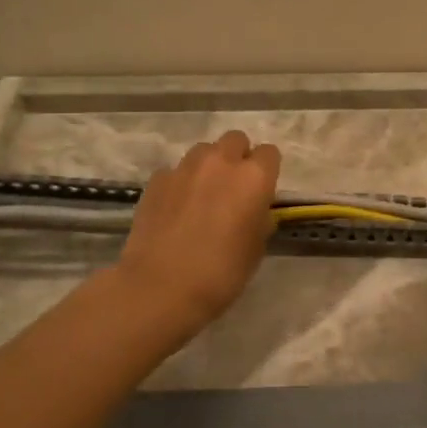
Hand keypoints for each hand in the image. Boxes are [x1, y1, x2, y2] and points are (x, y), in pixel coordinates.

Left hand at [116, 131, 281, 335]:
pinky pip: (175, 171)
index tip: (262, 191)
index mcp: (254, 178)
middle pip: (235, 140)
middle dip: (238, 157)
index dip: (267, 170)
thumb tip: (256, 211)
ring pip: (204, 150)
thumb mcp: (256, 249)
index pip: (270, 153)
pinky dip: (180, 183)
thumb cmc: (221, 272)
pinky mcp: (156, 180)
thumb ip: (260, 219)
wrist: (160, 287)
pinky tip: (176, 208)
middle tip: (233, 187)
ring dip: (209, 165)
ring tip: (203, 194)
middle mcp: (221, 163)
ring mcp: (184, 168)